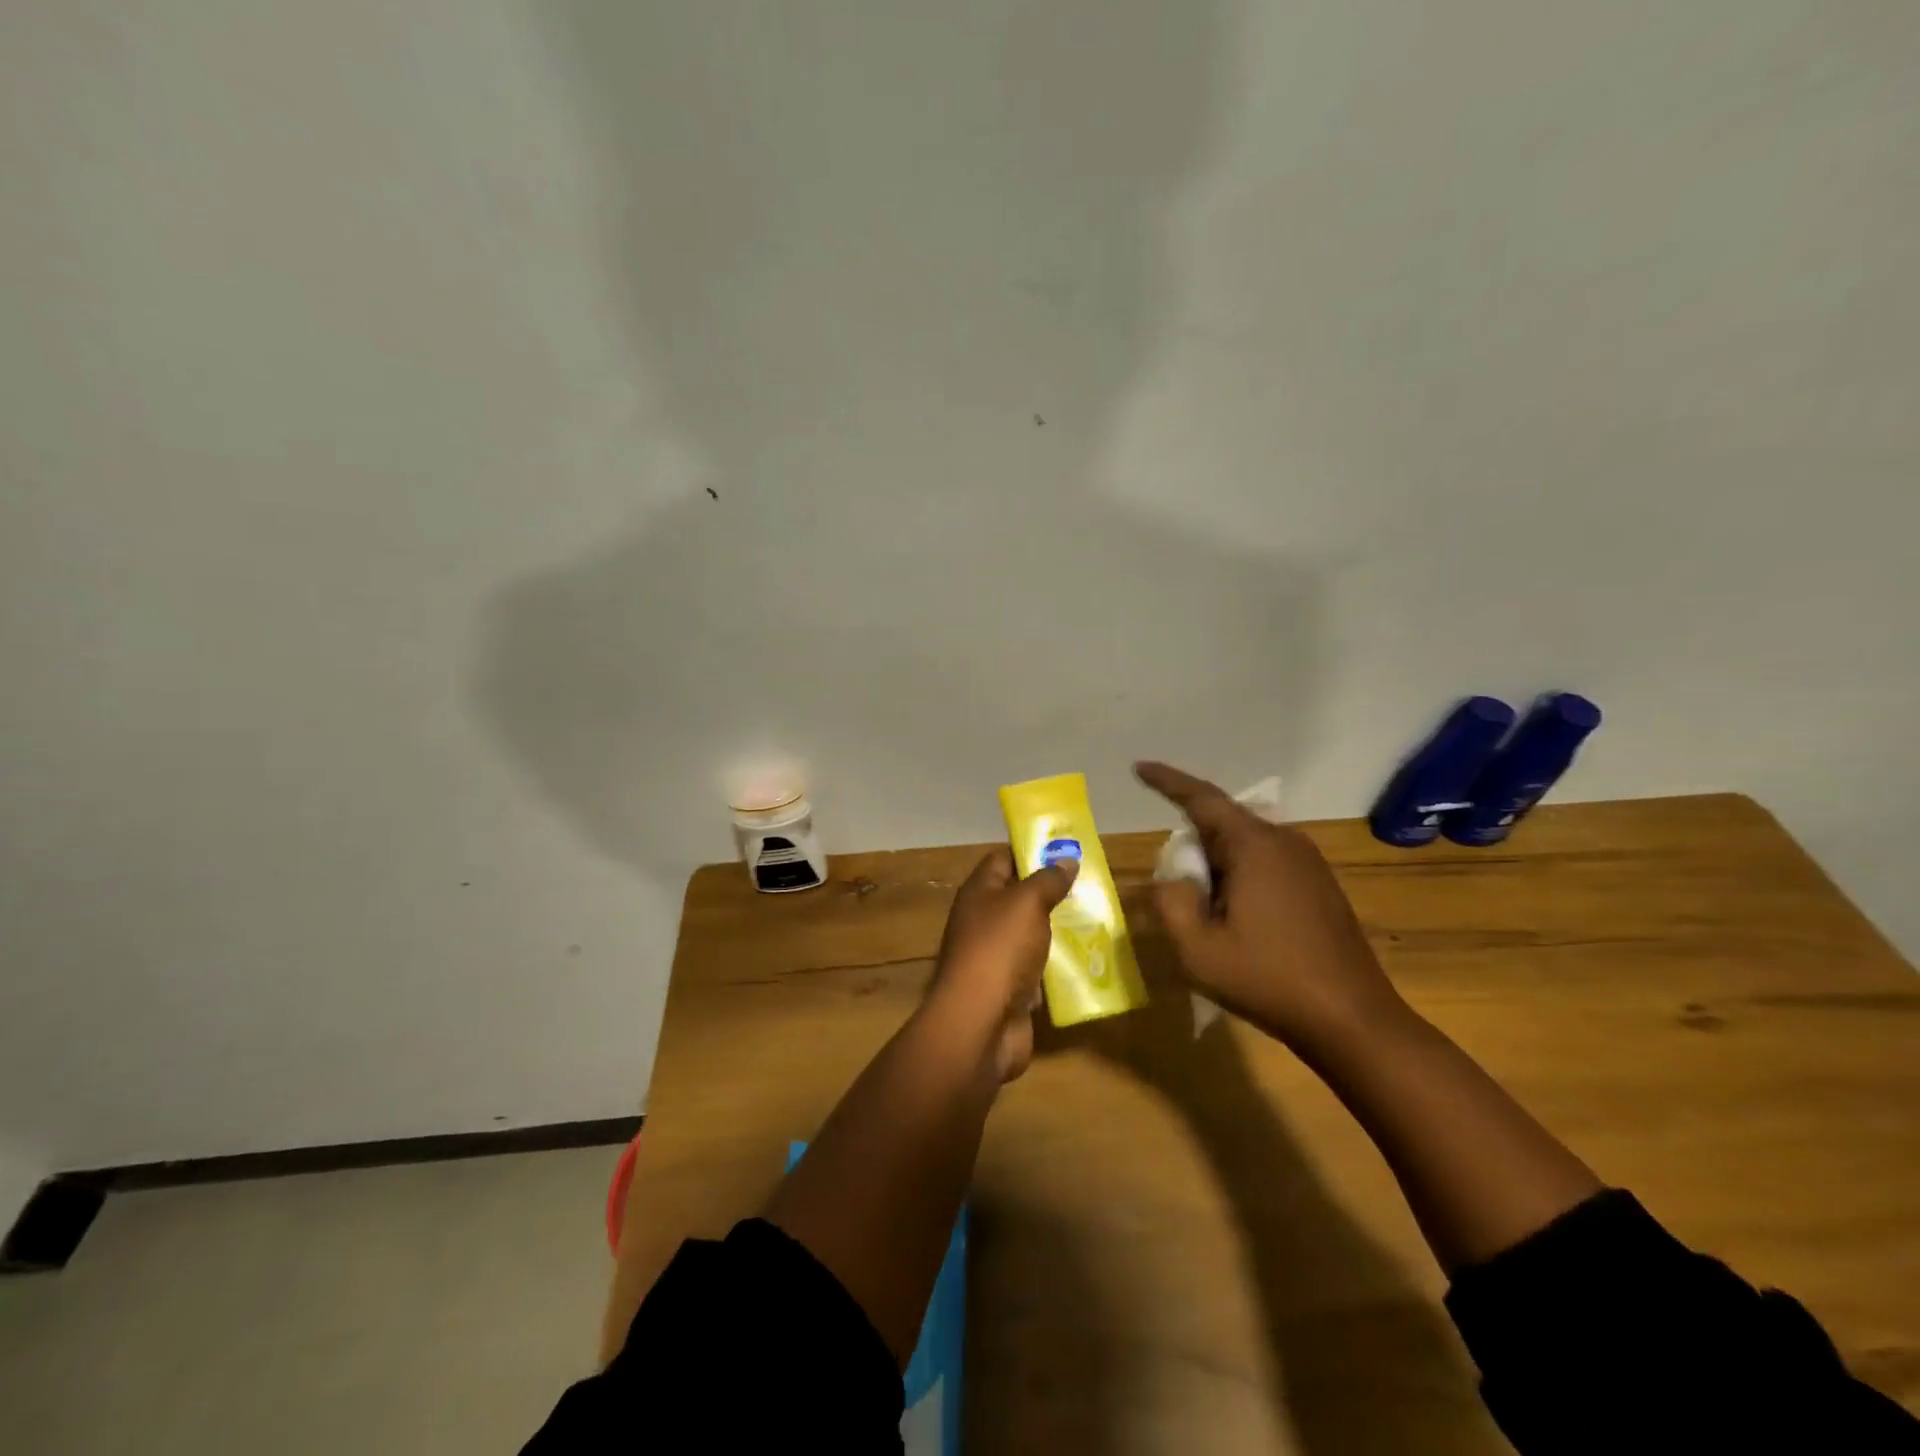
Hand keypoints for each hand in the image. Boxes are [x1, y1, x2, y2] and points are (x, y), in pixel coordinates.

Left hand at [927, 847, 1077, 1081]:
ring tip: (1096, 920)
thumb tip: (1065, 859)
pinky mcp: (1009, 989)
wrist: (980, 1023)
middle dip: (1051, 892)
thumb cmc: (1000, 949)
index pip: (1002, 859)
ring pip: (1030, 935)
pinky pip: (1036, 970)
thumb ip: (1047, 880)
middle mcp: (982, 921)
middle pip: (1018, 898)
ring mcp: (994, 957)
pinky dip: (1056, 967)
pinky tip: (1086, 961)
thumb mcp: (1027, 903)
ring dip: (1057, 930)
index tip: (1066, 851)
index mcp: (979, 893)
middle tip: (1090, 886)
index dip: (1031, 851)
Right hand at [1134, 761, 1408, 1055]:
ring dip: (1217, 869)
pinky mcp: (1320, 886)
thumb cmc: (1268, 980)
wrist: (1353, 1021)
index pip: (1201, 798)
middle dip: (1192, 849)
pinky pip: (1266, 864)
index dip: (1166, 781)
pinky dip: (1240, 880)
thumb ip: (1170, 902)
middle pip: (1221, 825)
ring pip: (1244, 847)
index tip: (1138, 766)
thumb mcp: (1197, 949)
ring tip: (1209, 917)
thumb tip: (1173, 878)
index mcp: (1254, 846)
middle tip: (1177, 893)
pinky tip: (1240, 923)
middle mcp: (1285, 841)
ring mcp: (1309, 863)